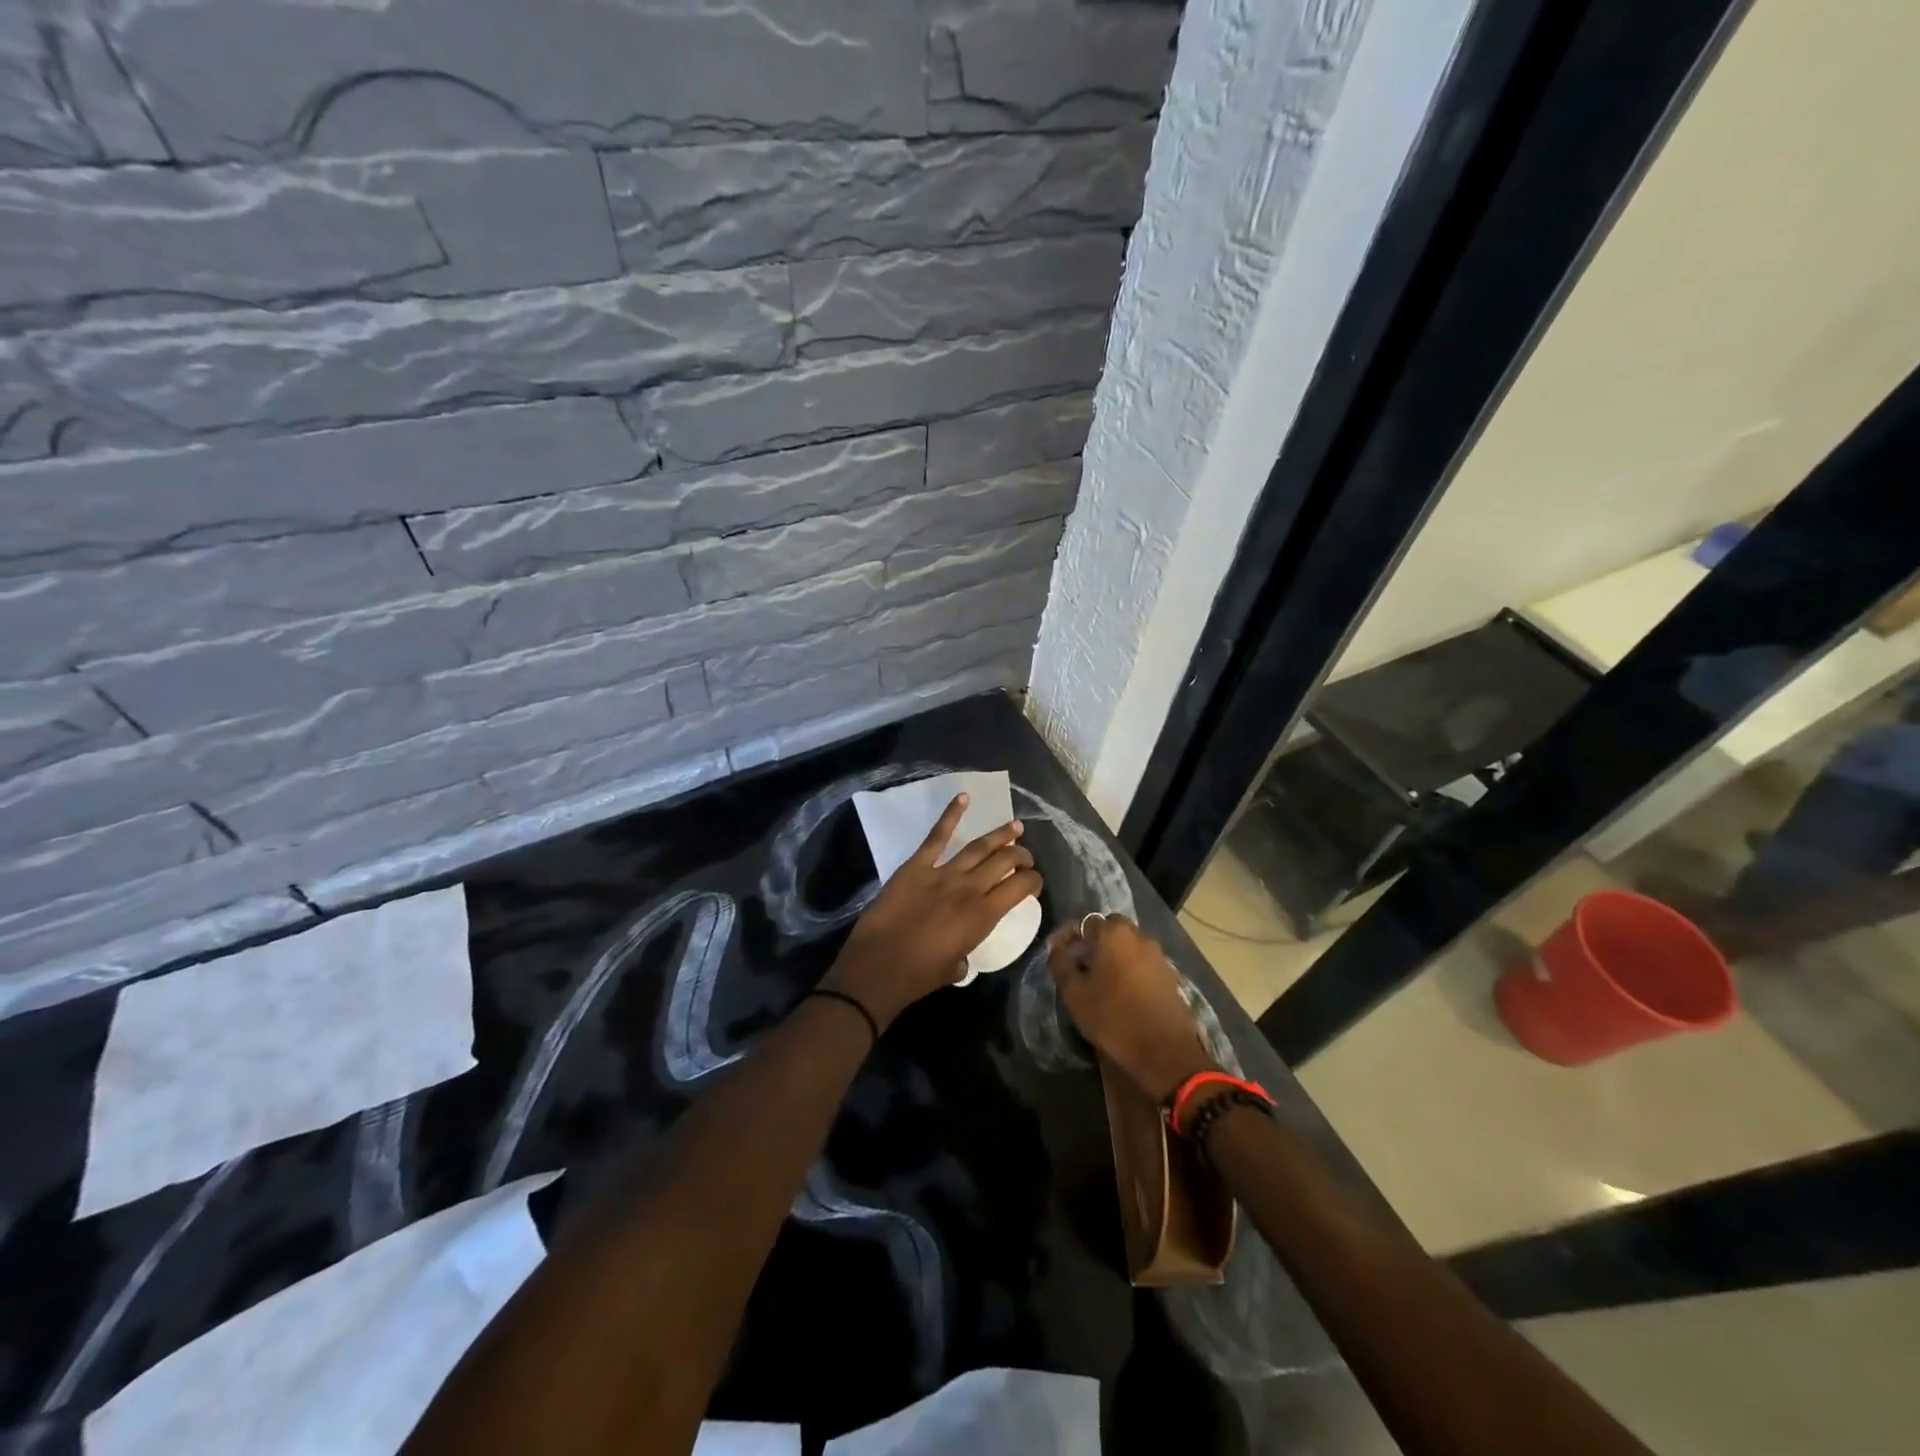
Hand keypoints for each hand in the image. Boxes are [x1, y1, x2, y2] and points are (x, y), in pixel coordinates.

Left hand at [826, 793, 1042, 1028]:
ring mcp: (942, 873)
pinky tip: (963, 797)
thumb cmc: (919, 976)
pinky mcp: (916, 865)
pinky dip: (951, 814)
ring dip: (1000, 835)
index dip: (1033, 881)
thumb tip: (961, 951)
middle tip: (1026, 855)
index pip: (1021, 888)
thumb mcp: (955, 968)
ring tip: (1015, 826)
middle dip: (1021, 855)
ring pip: (979, 846)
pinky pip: (937, 836)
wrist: (879, 966)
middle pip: (1004, 861)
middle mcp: (969, 888)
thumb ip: (965, 952)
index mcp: (983, 916)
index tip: (1034, 881)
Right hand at [1048, 915, 1217, 1101]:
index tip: (1055, 953)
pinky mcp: (1169, 974)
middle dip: (1090, 944)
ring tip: (1097, 980)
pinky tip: (1120, 991)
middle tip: (1077, 966)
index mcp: (1113, 933)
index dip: (1066, 937)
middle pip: (1107, 931)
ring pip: (1126, 946)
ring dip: (1110, 956)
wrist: (1166, 1051)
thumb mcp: (1075, 993)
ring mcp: (1157, 954)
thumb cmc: (1114, 1018)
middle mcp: (1138, 935)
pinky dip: (1127, 969)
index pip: (1083, 922)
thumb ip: (1061, 964)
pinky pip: (1140, 962)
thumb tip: (1056, 948)